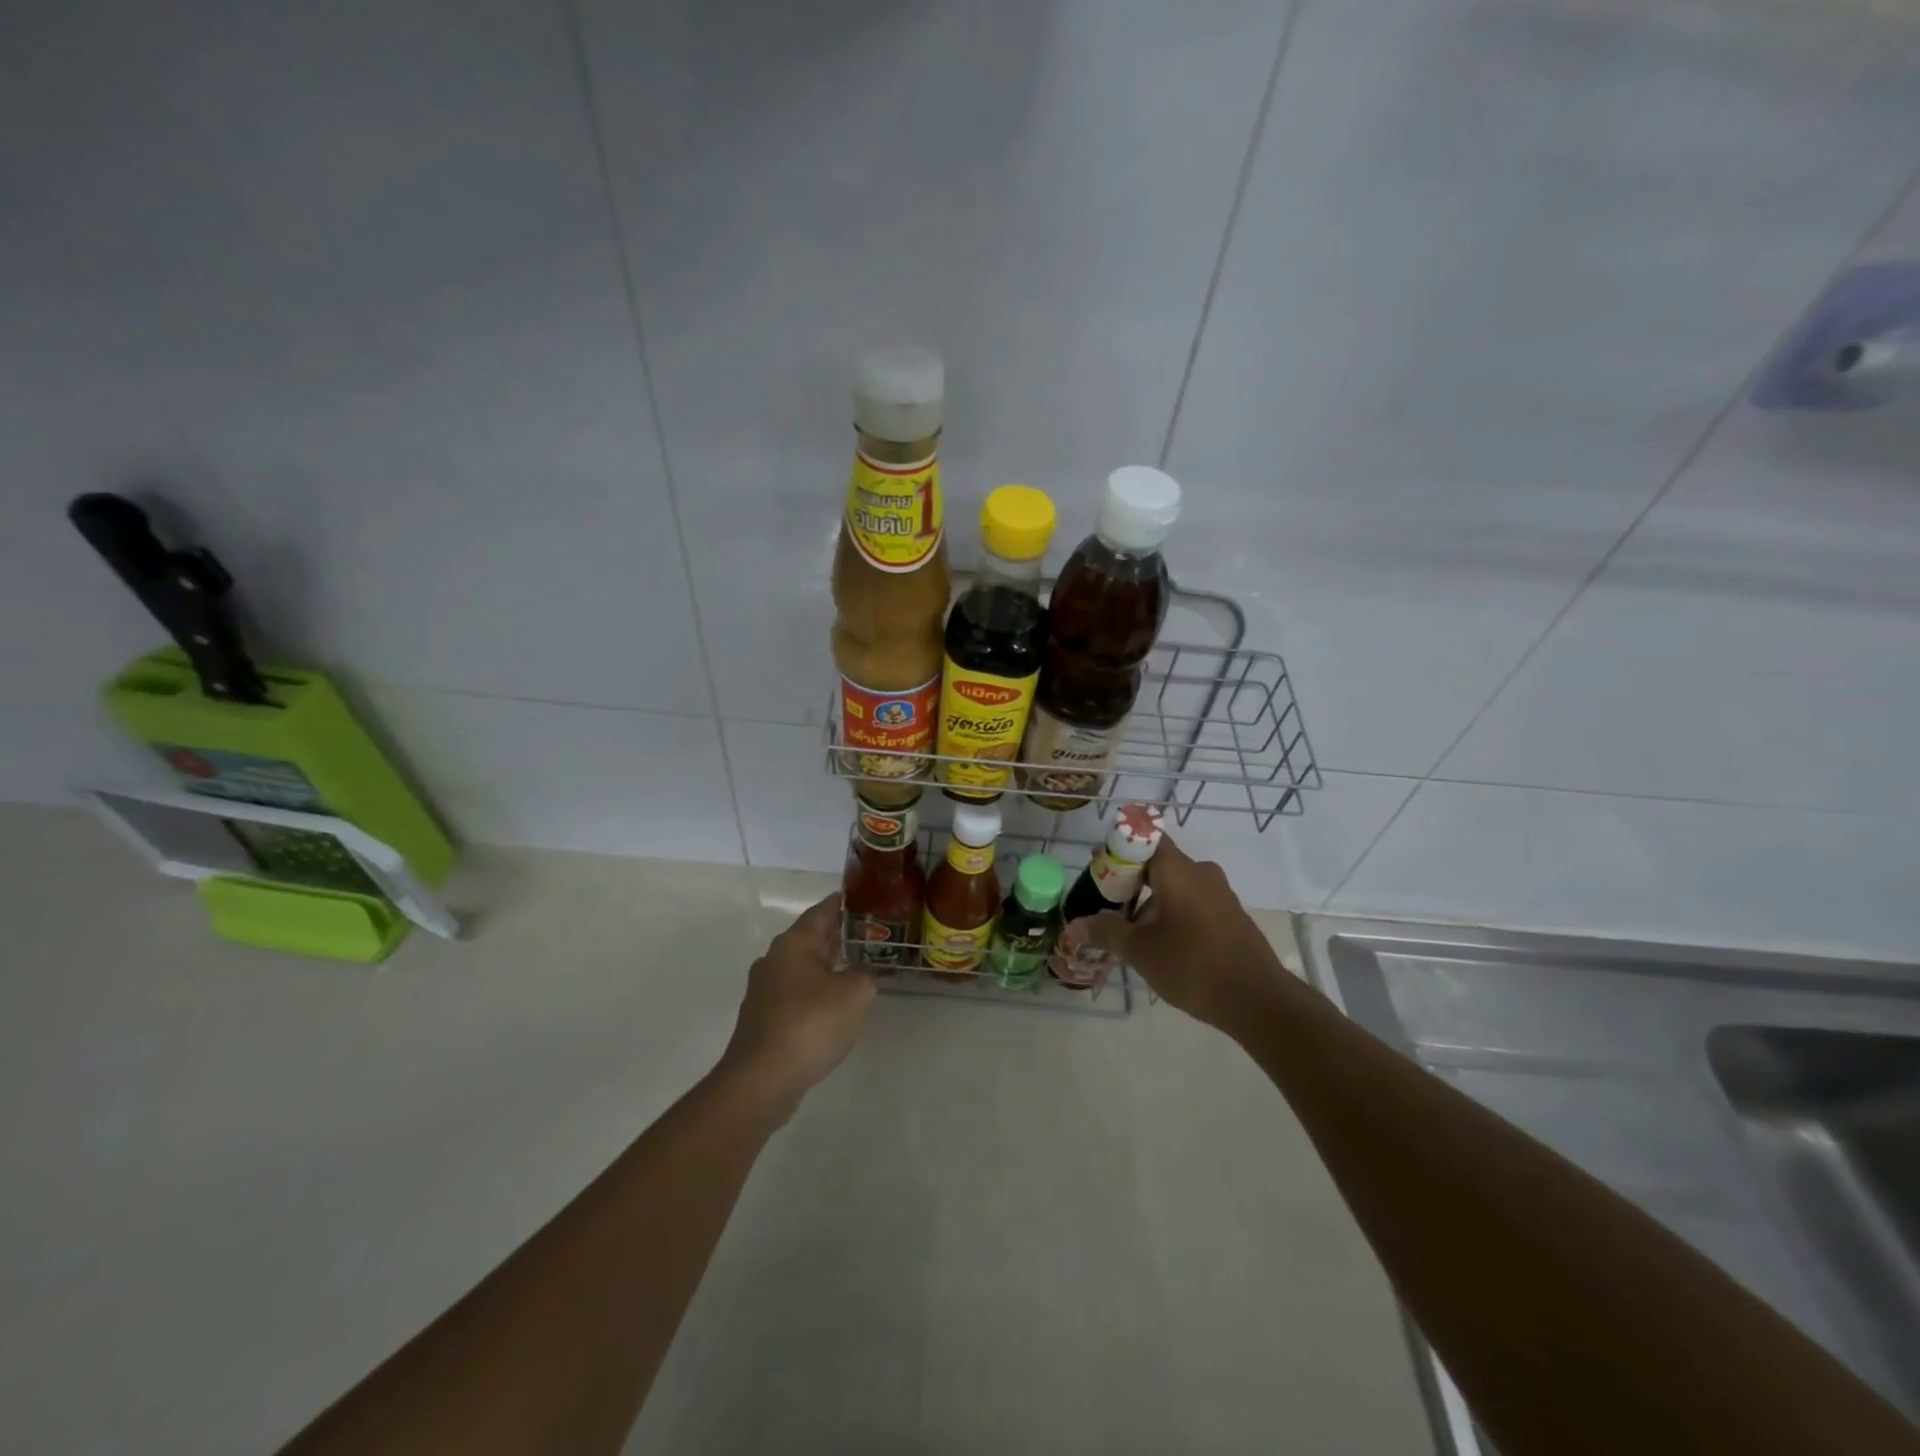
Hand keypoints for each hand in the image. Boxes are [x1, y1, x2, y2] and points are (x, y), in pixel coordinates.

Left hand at [719, 893, 874, 1115]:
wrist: (762, 1080)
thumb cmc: (810, 1024)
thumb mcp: (855, 993)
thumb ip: (865, 974)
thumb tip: (862, 973)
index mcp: (794, 943)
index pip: (823, 911)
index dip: (845, 903)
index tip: (866, 899)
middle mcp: (775, 959)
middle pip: (811, 938)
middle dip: (839, 936)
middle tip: (871, 934)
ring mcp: (766, 990)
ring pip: (804, 967)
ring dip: (828, 966)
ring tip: (859, 968)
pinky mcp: (764, 1018)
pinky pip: (797, 993)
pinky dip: (817, 991)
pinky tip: (835, 1005)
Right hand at [1080, 836, 1287, 1031]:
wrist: (1258, 1000)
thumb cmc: (1192, 964)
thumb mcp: (1140, 950)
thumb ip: (1106, 932)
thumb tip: (1073, 926)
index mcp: (1178, 869)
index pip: (1145, 837)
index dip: (1119, 847)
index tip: (1099, 870)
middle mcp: (1201, 872)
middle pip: (1158, 864)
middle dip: (1130, 882)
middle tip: (1107, 908)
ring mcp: (1220, 894)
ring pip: (1176, 886)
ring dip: (1151, 903)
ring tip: (1131, 935)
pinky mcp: (1231, 916)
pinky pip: (1193, 903)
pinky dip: (1173, 915)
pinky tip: (1162, 946)